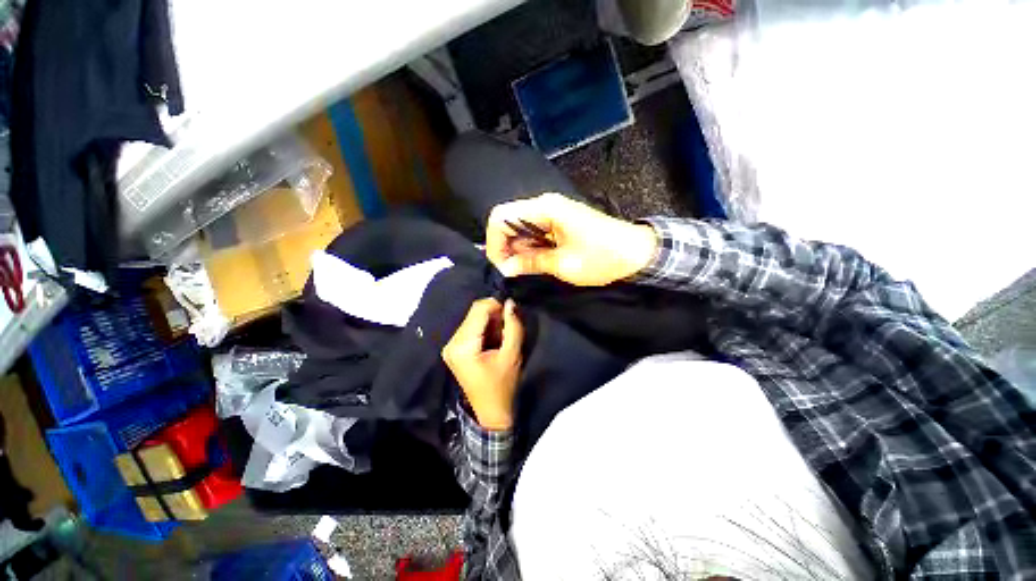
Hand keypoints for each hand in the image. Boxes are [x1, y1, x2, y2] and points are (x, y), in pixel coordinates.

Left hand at [442, 298, 523, 430]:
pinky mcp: (454, 349)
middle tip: (508, 328)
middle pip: (474, 313)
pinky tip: (494, 341)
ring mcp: (450, 346)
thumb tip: (510, 302)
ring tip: (502, 337)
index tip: (512, 314)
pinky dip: (485, 329)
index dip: (497, 305)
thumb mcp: (512, 355)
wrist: (491, 413)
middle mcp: (451, 343)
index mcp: (462, 346)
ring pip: (473, 319)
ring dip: (491, 322)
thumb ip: (513, 326)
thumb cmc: (503, 386)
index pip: (478, 309)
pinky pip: (471, 328)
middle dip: (494, 315)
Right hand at [486, 193, 658, 286]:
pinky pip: (533, 233)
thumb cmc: (602, 257)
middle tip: (513, 273)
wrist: (637, 253)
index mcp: (544, 209)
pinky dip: (529, 249)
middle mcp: (544, 205)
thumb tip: (505, 269)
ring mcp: (551, 213)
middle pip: (508, 222)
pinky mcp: (557, 223)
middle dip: (505, 248)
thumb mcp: (563, 264)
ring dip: (517, 250)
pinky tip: (536, 263)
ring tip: (526, 270)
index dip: (495, 243)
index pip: (501, 217)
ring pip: (519, 229)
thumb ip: (531, 262)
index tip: (502, 267)